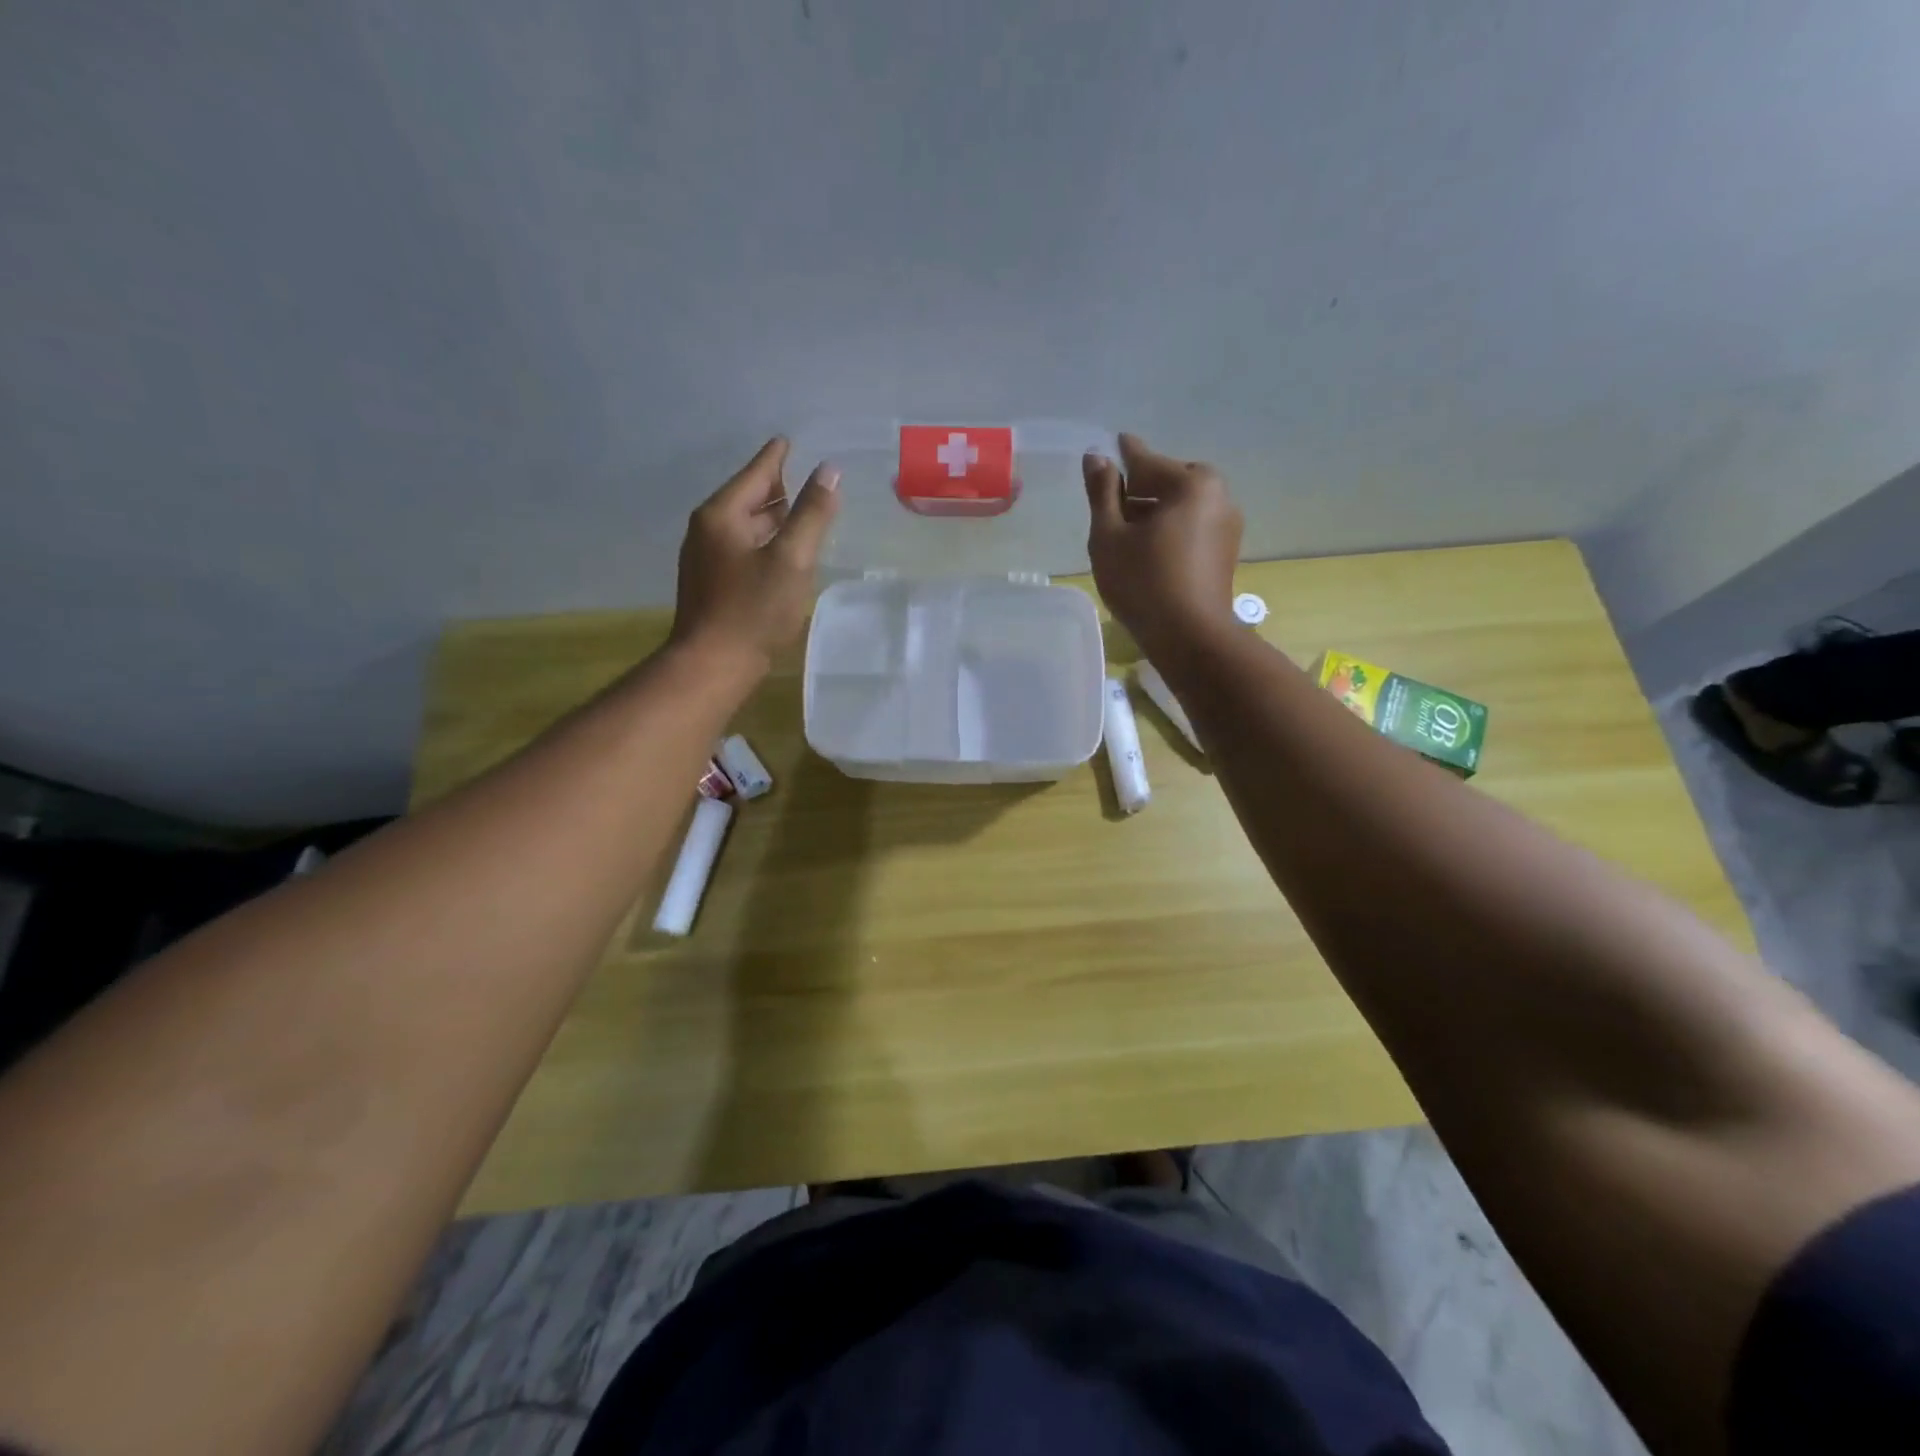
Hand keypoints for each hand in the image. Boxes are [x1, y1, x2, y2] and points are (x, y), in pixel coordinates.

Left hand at [669, 437, 839, 668]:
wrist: (713, 664)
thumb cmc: (754, 609)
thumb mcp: (791, 558)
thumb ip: (811, 514)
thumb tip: (829, 471)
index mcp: (722, 515)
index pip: (755, 474)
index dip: (776, 457)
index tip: (789, 440)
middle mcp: (707, 530)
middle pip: (748, 498)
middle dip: (777, 489)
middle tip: (807, 481)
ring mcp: (705, 558)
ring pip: (745, 526)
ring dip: (772, 519)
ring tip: (802, 514)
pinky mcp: (711, 584)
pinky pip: (742, 549)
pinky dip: (765, 542)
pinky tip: (783, 554)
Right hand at [1084, 433, 1242, 660]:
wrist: (1191, 638)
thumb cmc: (1143, 583)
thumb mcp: (1109, 536)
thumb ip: (1102, 492)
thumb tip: (1097, 456)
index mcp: (1190, 482)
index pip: (1146, 461)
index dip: (1123, 456)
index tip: (1112, 443)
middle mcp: (1218, 494)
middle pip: (1168, 480)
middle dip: (1141, 488)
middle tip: (1113, 506)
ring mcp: (1228, 524)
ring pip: (1182, 505)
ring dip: (1155, 510)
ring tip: (1128, 533)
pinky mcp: (1227, 551)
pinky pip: (1193, 525)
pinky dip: (1170, 528)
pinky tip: (1150, 551)